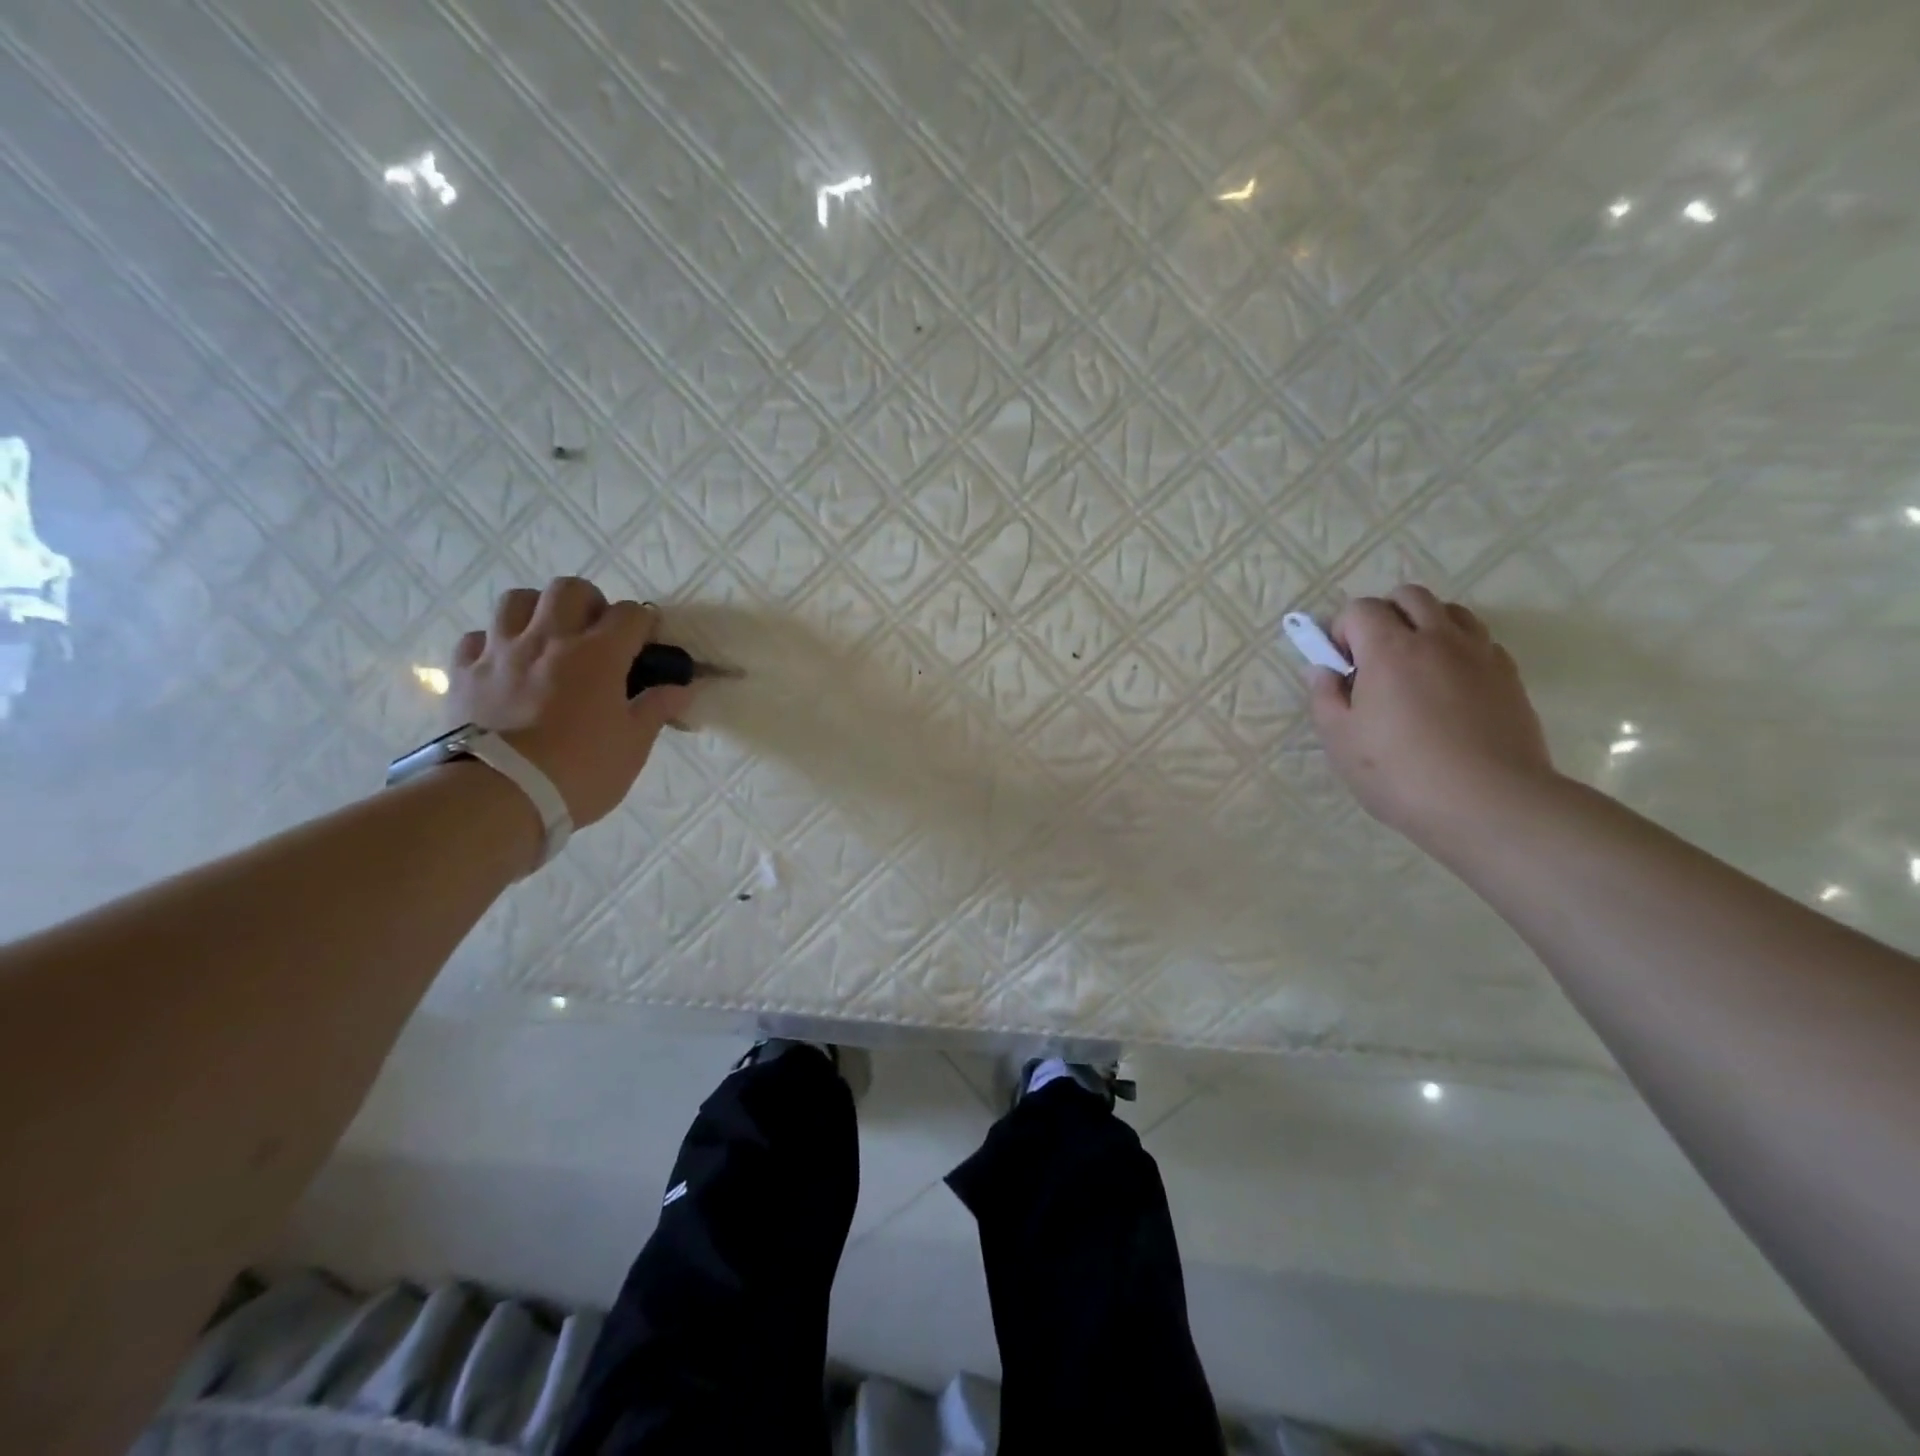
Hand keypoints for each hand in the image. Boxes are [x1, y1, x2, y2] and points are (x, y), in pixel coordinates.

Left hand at [449, 579, 694, 826]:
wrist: (499, 796)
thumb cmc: (580, 771)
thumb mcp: (633, 746)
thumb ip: (656, 709)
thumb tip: (680, 688)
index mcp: (598, 655)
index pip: (630, 614)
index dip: (644, 624)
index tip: (648, 643)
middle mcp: (549, 639)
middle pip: (570, 589)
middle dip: (591, 603)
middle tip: (597, 634)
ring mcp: (501, 652)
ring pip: (517, 600)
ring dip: (538, 611)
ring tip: (548, 638)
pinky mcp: (464, 672)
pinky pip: (477, 638)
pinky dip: (494, 643)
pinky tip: (505, 665)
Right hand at [1308, 585, 1554, 847]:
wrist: (1491, 803)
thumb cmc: (1400, 773)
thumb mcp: (1341, 741)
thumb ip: (1325, 698)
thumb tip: (1323, 671)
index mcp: (1390, 650)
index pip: (1361, 608)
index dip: (1342, 630)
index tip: (1340, 666)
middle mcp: (1438, 639)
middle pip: (1409, 596)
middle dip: (1384, 616)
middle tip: (1373, 659)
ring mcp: (1480, 654)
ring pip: (1450, 612)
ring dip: (1424, 626)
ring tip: (1413, 668)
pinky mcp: (1509, 676)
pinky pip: (1479, 642)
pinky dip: (1457, 650)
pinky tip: (1448, 689)